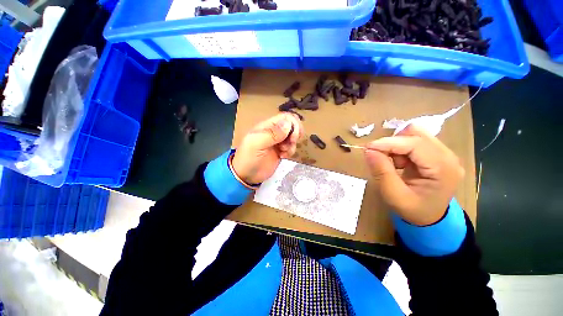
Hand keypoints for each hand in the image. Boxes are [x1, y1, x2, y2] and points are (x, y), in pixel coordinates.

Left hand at [232, 113, 303, 183]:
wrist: (247, 175)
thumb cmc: (249, 158)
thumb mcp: (257, 144)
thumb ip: (272, 134)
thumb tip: (288, 125)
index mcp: (267, 126)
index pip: (285, 117)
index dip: (293, 124)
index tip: (293, 136)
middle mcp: (274, 132)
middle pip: (292, 125)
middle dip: (295, 134)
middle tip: (291, 143)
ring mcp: (278, 142)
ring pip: (293, 137)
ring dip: (292, 144)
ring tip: (283, 152)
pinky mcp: (281, 151)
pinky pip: (291, 147)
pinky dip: (290, 151)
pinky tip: (283, 156)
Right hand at [365, 124, 464, 225]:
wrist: (430, 218)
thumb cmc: (413, 210)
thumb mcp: (393, 195)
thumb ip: (381, 172)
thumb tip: (368, 151)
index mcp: (443, 169)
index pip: (415, 144)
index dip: (389, 142)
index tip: (368, 148)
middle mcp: (448, 156)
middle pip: (417, 134)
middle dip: (393, 143)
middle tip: (381, 158)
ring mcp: (444, 153)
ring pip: (415, 135)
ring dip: (397, 145)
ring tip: (393, 163)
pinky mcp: (437, 153)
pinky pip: (414, 141)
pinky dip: (400, 148)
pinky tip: (400, 163)